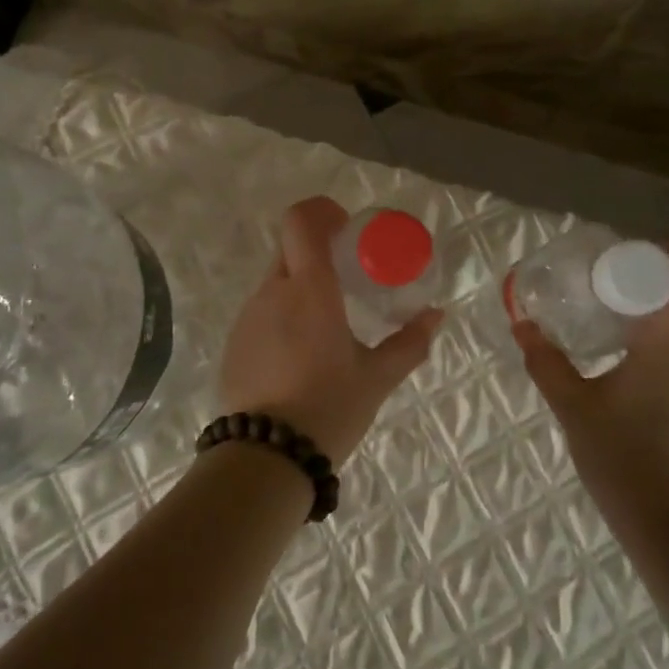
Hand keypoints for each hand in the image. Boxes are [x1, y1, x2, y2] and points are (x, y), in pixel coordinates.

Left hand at [220, 197, 441, 465]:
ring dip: (300, 288)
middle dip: (317, 251)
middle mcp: (272, 292)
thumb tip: (435, 315)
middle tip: (347, 278)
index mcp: (309, 289)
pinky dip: (283, 317)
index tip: (346, 228)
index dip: (321, 211)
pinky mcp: (234, 343)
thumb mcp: (377, 378)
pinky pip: (261, 313)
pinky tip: (299, 357)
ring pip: (275, 282)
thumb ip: (409, 343)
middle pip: (289, 248)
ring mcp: (247, 317)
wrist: (266, 458)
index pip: (301, 220)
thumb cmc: (329, 408)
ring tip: (327, 326)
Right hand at [512, 236, 668, 540]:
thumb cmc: (623, 456)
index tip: (642, 242)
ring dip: (653, 309)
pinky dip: (654, 337)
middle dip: (654, 277)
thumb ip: (546, 362)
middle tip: (609, 272)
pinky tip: (618, 353)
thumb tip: (522, 324)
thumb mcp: (573, 406)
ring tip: (607, 307)